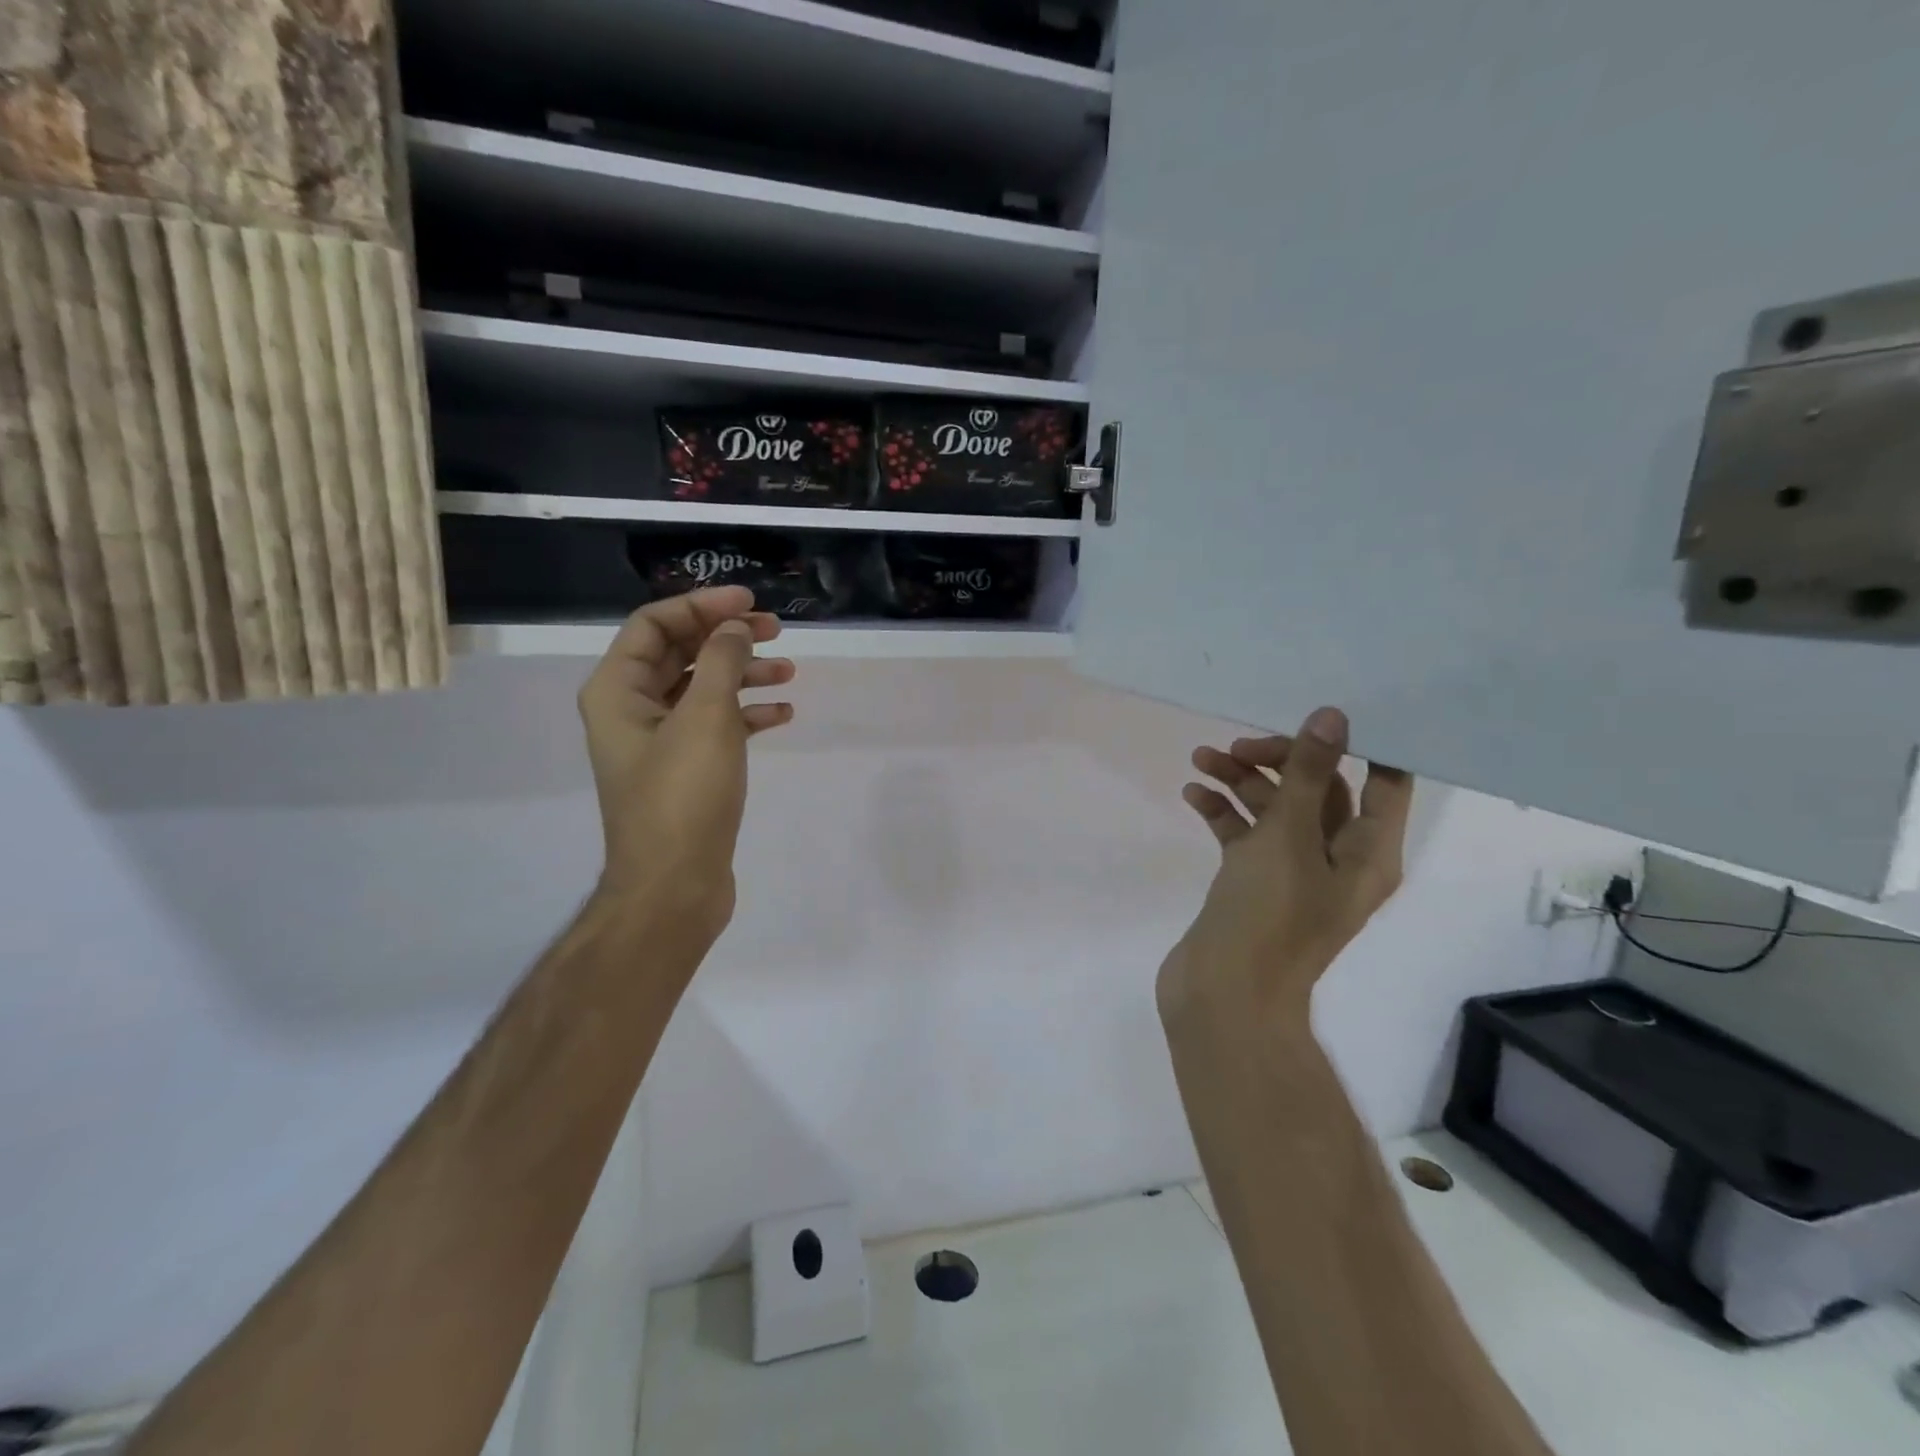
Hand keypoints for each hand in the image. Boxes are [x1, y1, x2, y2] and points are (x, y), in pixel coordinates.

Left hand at [577, 587, 794, 939]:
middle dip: (727, 637)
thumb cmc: (683, 796)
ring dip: (744, 674)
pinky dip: (747, 714)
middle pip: (680, 653)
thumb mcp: (705, 718)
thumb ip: (721, 661)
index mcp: (617, 690)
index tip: (749, 602)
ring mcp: (660, 742)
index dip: (702, 605)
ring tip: (789, 671)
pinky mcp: (687, 770)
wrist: (675, 886)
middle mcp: (632, 710)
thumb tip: (734, 628)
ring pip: (703, 689)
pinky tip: (783, 714)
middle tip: (776, 630)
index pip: (654, 624)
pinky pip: (717, 726)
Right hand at [1159, 707, 1412, 1030]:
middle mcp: (1337, 859)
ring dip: (1241, 782)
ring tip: (1201, 760)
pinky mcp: (1253, 883)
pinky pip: (1244, 835)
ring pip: (1275, 810)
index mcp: (1367, 853)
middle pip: (1319, 790)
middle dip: (1279, 761)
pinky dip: (1222, 813)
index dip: (1362, 745)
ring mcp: (1293, 873)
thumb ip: (1308, 776)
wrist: (1223, 995)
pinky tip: (1192, 795)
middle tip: (1238, 747)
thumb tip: (1334, 717)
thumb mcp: (1289, 838)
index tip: (1322, 712)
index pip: (1384, 782)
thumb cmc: (1268, 916)